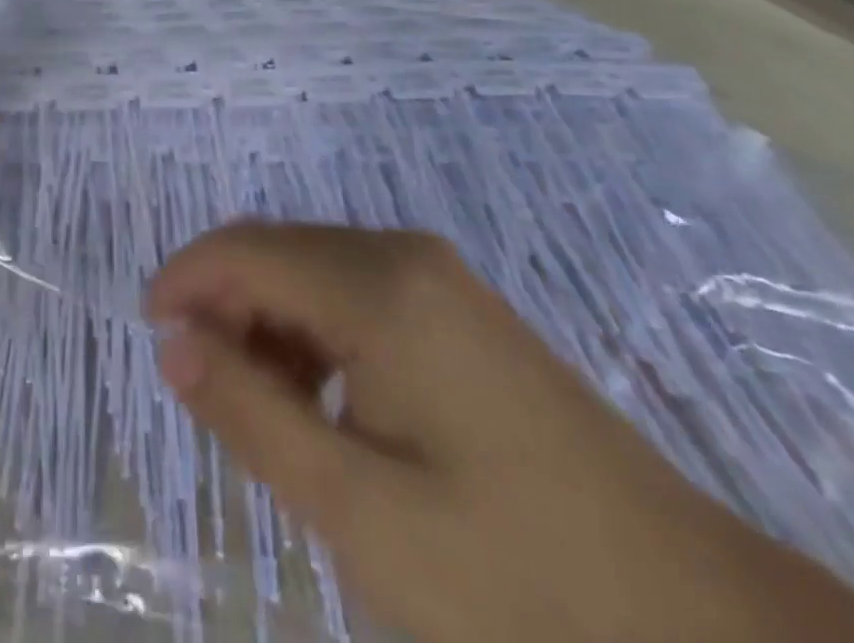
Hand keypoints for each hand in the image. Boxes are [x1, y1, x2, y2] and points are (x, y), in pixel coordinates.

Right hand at [148, 223, 853, 642]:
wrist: (704, 625)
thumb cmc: (518, 577)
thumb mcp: (358, 511)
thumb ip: (251, 413)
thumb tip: (173, 341)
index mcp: (377, 285)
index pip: (244, 250)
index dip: (184, 280)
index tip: (149, 333)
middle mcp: (403, 254)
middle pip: (277, 251)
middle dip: (224, 304)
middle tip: (206, 391)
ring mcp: (438, 278)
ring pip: (313, 270)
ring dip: (268, 323)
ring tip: (266, 412)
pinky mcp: (458, 309)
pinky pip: (355, 292)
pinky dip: (314, 332)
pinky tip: (327, 404)